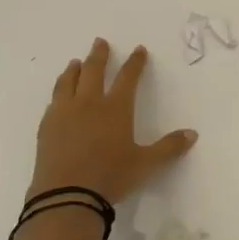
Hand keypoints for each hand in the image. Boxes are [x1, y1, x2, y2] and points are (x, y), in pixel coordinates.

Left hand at [32, 39, 196, 204]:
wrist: (66, 197)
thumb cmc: (111, 177)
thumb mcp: (146, 164)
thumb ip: (169, 148)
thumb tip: (192, 134)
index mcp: (116, 108)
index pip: (128, 77)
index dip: (135, 62)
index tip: (138, 49)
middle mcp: (89, 103)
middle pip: (94, 71)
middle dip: (99, 55)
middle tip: (100, 42)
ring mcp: (64, 113)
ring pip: (69, 82)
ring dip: (74, 69)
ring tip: (76, 62)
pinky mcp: (46, 127)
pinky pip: (54, 101)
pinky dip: (59, 91)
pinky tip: (59, 95)